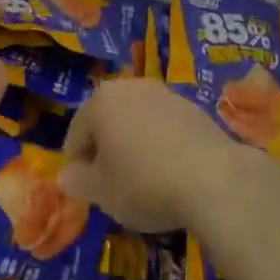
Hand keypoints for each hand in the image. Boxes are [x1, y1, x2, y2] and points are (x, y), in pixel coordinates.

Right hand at [59, 78, 244, 233]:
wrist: (213, 179)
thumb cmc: (144, 183)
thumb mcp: (102, 193)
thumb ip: (78, 182)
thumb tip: (66, 176)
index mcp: (100, 101)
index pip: (77, 131)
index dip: (77, 161)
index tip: (86, 187)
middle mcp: (130, 87)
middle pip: (107, 118)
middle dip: (106, 147)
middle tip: (111, 181)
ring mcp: (164, 94)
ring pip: (137, 119)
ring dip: (134, 142)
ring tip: (142, 177)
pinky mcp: (192, 107)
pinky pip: (164, 125)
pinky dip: (160, 143)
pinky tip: (170, 171)